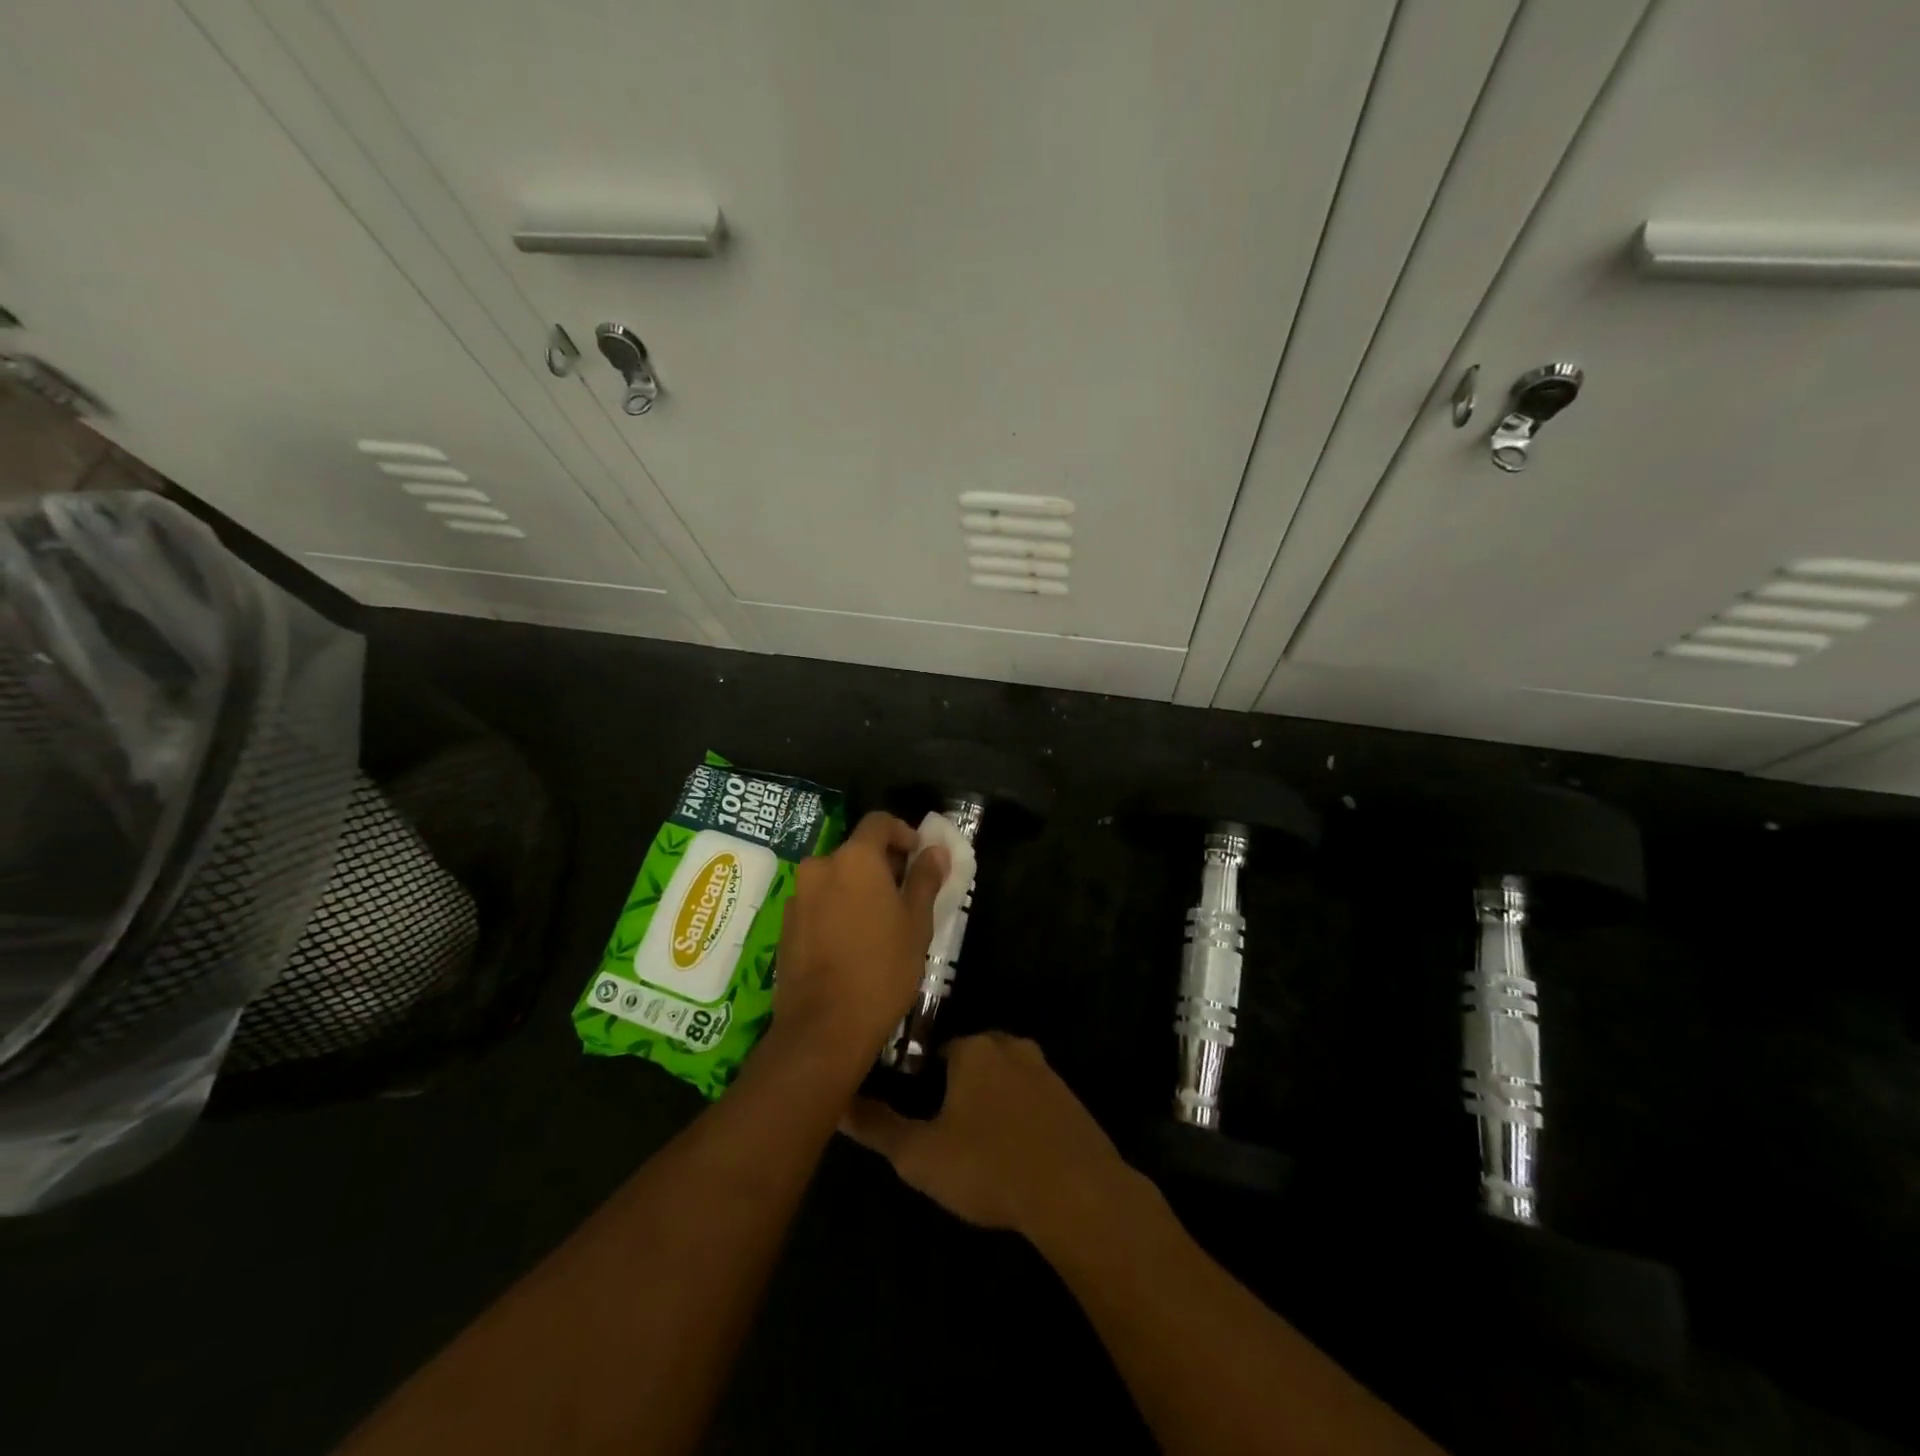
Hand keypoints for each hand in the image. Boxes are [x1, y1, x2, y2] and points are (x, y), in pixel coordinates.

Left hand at [770, 812, 947, 1065]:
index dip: (902, 832)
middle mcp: (820, 867)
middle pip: (855, 851)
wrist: (824, 1028)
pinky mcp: (785, 925)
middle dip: (882, 864)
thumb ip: (924, 879)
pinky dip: (837, 908)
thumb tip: (935, 851)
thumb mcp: (916, 923)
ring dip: (858, 888)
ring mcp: (798, 896)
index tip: (919, 856)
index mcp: (854, 859)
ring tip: (880, 923)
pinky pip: (818, 902)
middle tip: (906, 894)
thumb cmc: (882, 969)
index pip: (878, 822)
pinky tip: (852, 942)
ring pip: (836, 878)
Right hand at [840, 1032, 1134, 1238]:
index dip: (922, 1083)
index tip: (919, 1117)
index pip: (936, 1051)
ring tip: (979, 1150)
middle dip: (958, 1091)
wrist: (1077, 1194)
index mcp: (974, 1048)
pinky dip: (1020, 1121)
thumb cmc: (989, 1166)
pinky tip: (1014, 1156)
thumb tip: (838, 1104)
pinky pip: (1033, 1102)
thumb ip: (878, 1128)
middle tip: (946, 1136)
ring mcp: (1047, 1071)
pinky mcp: (1071, 1100)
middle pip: (972, 1062)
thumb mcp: (920, 1155)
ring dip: (991, 1106)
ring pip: (1005, 1081)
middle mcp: (1011, 1046)